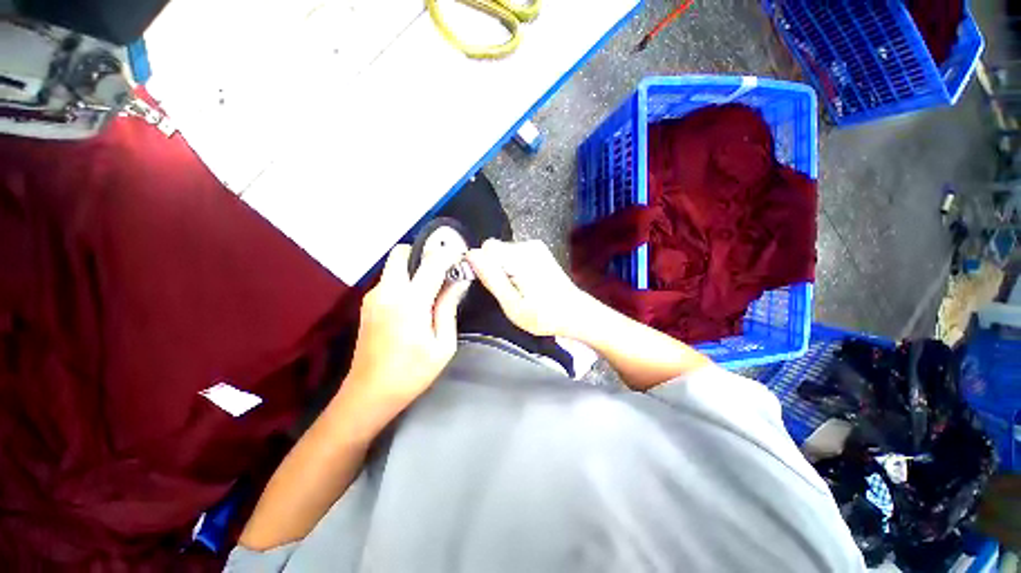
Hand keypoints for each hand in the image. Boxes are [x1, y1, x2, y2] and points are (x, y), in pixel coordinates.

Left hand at [344, 244, 468, 413]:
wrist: (368, 395)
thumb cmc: (412, 373)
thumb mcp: (442, 345)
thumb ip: (448, 308)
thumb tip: (459, 282)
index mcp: (410, 301)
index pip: (431, 262)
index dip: (449, 253)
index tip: (461, 256)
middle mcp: (387, 291)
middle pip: (402, 252)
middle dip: (424, 253)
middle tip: (443, 270)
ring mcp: (373, 296)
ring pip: (395, 266)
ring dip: (415, 268)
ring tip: (433, 288)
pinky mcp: (368, 304)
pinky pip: (389, 280)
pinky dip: (405, 280)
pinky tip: (416, 302)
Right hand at [466, 239, 591, 337]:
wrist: (574, 312)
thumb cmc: (544, 315)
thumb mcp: (513, 305)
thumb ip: (492, 279)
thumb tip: (471, 255)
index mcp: (519, 258)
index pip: (485, 249)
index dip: (483, 266)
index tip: (493, 285)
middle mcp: (527, 245)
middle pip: (495, 249)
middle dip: (495, 268)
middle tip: (508, 291)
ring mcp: (535, 246)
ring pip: (504, 252)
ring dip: (505, 269)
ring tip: (519, 289)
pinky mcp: (539, 250)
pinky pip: (514, 254)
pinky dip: (514, 267)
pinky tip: (527, 283)